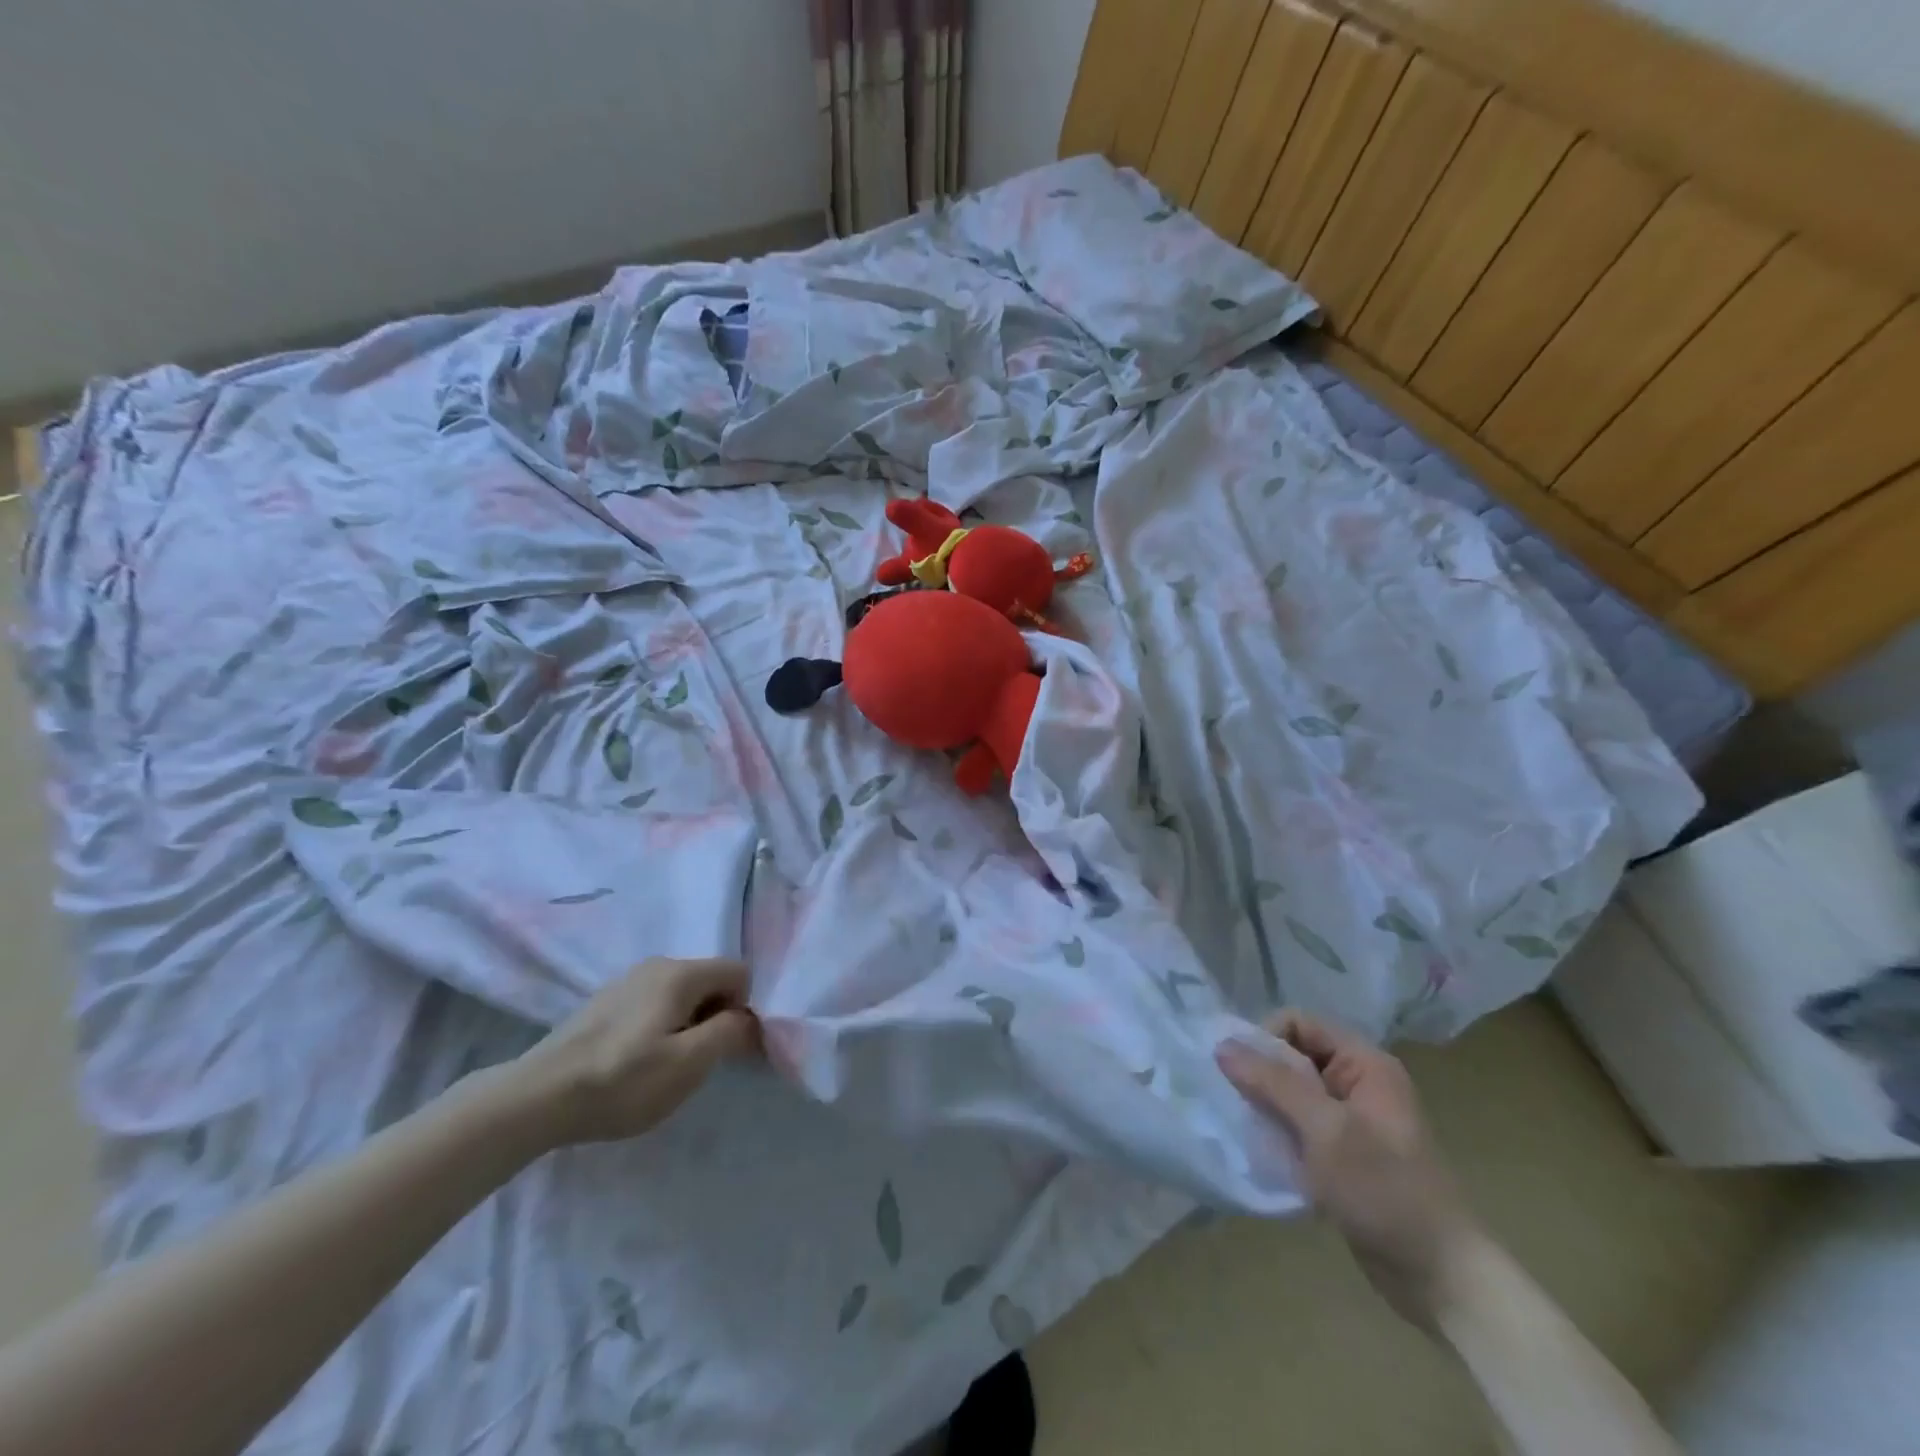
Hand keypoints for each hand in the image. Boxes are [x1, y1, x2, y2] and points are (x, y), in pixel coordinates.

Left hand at [505, 958, 758, 1147]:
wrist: (536, 1097)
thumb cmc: (622, 1081)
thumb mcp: (688, 1064)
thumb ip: (730, 1033)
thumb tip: (750, 1017)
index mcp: (681, 972)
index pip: (740, 973)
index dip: (744, 1010)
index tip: (726, 1050)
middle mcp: (658, 964)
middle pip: (711, 981)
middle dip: (716, 1017)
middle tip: (695, 1063)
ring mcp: (628, 980)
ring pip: (682, 994)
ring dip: (688, 1025)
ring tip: (664, 1066)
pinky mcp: (606, 1000)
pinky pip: (655, 1003)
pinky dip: (661, 1027)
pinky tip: (636, 1062)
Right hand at [1216, 1011, 1481, 1327]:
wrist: (1441, 1278)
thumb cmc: (1385, 1192)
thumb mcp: (1325, 1130)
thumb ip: (1274, 1083)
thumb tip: (1222, 1045)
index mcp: (1365, 1063)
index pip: (1298, 1023)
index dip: (1265, 1039)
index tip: (1242, 1075)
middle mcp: (1359, 1081)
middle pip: (1293, 1055)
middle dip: (1262, 1075)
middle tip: (1241, 1107)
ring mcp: (1353, 1118)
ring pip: (1292, 1091)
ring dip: (1267, 1107)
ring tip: (1253, 1133)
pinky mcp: (1345, 1151)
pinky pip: (1300, 1124)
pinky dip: (1280, 1133)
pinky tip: (1268, 1155)